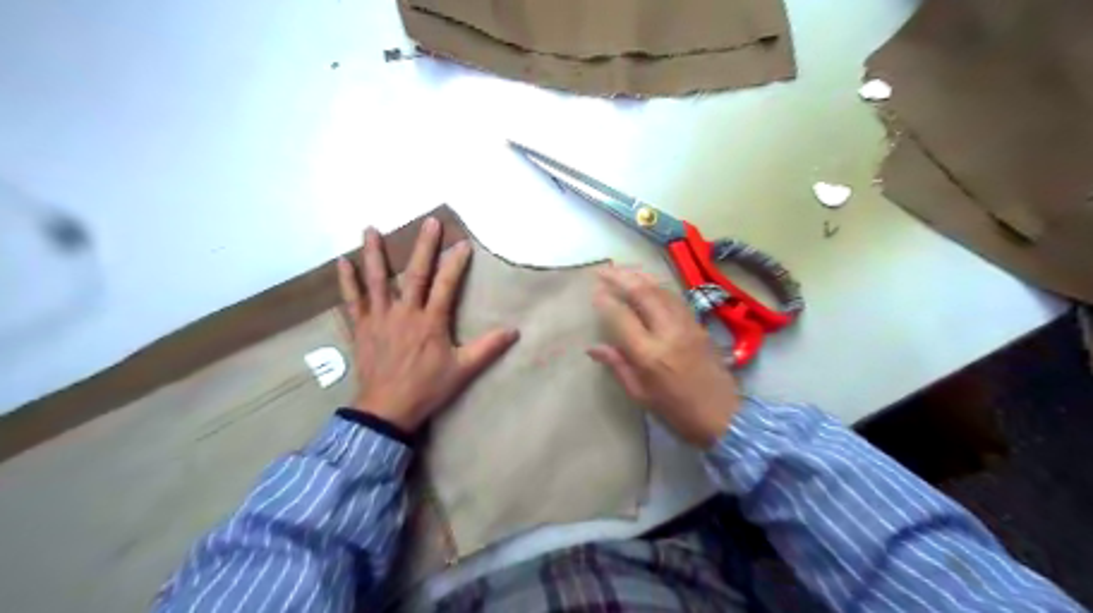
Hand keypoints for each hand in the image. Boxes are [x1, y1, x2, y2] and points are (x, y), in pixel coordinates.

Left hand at [337, 219, 519, 432]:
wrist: (387, 410)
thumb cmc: (427, 388)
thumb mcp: (463, 370)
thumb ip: (488, 348)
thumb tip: (514, 331)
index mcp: (431, 321)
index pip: (446, 285)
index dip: (456, 263)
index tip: (463, 244)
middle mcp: (405, 312)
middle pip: (415, 273)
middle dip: (424, 246)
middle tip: (429, 222)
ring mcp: (379, 318)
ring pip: (377, 280)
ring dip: (375, 254)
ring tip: (370, 229)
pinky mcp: (361, 328)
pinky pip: (352, 301)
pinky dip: (347, 282)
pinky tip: (342, 262)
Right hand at [589, 265, 742, 447]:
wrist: (725, 417)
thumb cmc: (677, 412)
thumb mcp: (641, 395)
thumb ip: (618, 366)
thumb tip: (593, 347)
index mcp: (650, 354)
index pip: (622, 317)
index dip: (605, 301)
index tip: (593, 291)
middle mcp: (668, 332)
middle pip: (642, 293)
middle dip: (620, 277)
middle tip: (602, 270)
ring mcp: (686, 325)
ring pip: (661, 290)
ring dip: (639, 276)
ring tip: (621, 269)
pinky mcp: (699, 325)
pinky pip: (675, 297)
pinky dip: (657, 286)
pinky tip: (648, 283)